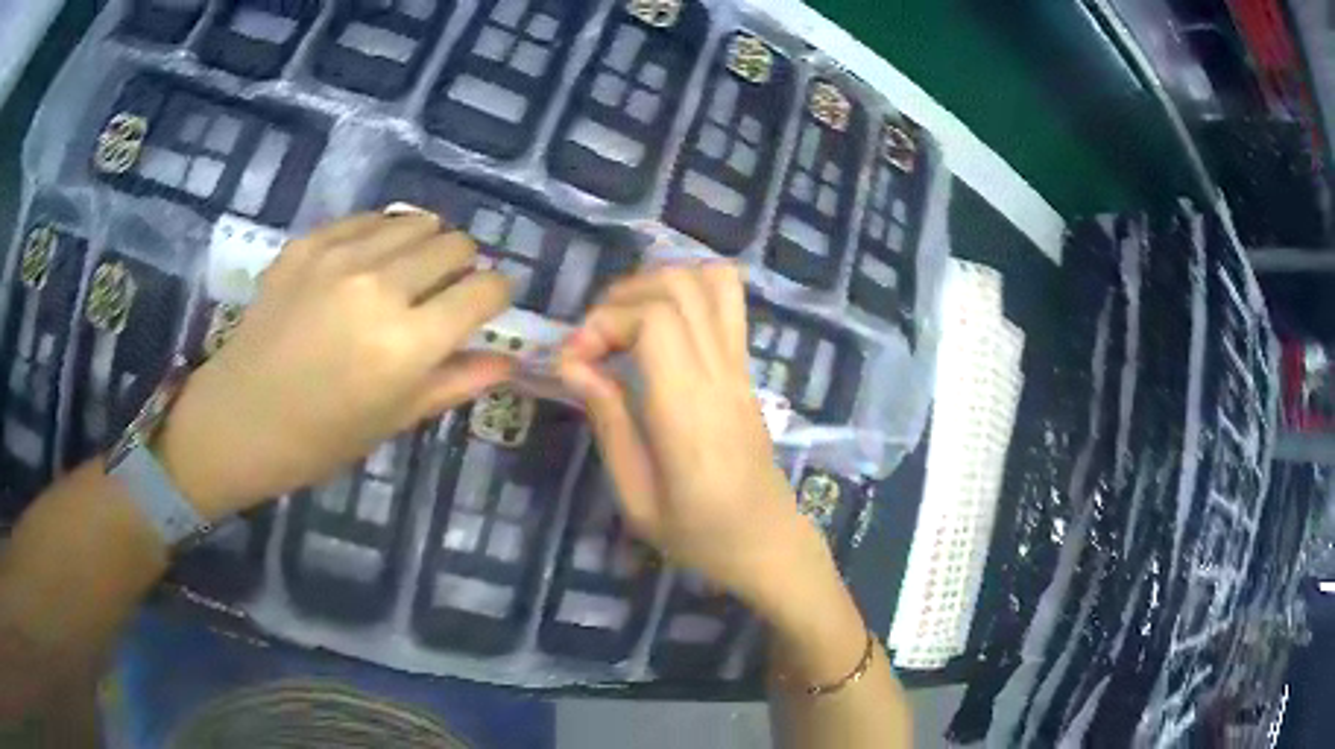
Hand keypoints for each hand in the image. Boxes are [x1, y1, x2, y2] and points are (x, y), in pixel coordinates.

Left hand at [157, 212, 513, 519]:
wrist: (239, 418)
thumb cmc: (321, 438)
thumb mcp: (394, 419)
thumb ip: (455, 382)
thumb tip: (507, 360)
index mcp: (407, 344)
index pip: (485, 290)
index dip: (497, 295)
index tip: (487, 306)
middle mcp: (380, 287)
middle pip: (456, 244)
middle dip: (464, 267)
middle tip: (444, 293)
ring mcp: (340, 257)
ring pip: (417, 221)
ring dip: (426, 244)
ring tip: (407, 273)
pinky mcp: (309, 242)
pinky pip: (369, 220)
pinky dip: (383, 236)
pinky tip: (368, 264)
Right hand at [558, 264, 821, 607]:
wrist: (767, 543)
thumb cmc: (698, 534)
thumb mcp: (636, 497)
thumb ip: (608, 422)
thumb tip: (572, 363)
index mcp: (689, 411)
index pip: (655, 320)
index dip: (605, 323)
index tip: (573, 361)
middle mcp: (720, 375)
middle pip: (679, 287)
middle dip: (622, 297)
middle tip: (593, 340)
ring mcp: (740, 367)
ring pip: (710, 281)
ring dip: (657, 283)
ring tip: (624, 320)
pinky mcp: (747, 369)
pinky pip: (729, 302)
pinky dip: (690, 288)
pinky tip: (661, 319)